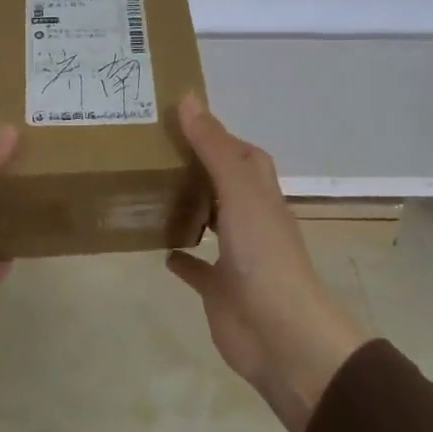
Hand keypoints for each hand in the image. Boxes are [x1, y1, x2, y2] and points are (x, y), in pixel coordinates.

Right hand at [166, 95, 367, 431]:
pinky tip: (160, 249)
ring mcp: (237, 257)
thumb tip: (188, 98)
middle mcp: (252, 221)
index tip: (184, 122)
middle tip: (157, 152)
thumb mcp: (238, 191)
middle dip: (200, 169)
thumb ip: (213, 147)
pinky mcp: (220, 290)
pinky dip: (183, 257)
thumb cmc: (263, 254)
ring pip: (213, 224)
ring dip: (192, 208)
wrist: (279, 333)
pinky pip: (198, 269)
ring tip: (153, 191)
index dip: (221, 137)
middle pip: (228, 186)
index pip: (245, 156)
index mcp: (261, 195)